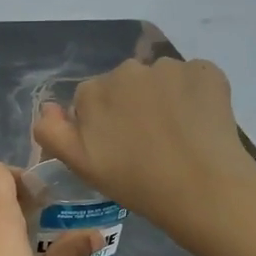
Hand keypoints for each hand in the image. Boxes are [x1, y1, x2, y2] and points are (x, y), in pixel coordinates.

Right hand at [32, 57, 255, 242]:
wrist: (202, 188)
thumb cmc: (135, 182)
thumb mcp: (80, 165)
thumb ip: (52, 132)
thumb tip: (48, 106)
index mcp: (93, 90)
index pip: (90, 99)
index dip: (102, 124)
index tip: (117, 148)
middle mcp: (128, 69)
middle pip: (125, 85)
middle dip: (131, 106)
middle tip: (147, 144)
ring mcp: (170, 67)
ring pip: (159, 80)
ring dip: (163, 99)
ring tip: (177, 135)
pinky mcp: (206, 71)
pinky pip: (193, 79)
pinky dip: (194, 95)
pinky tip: (200, 125)